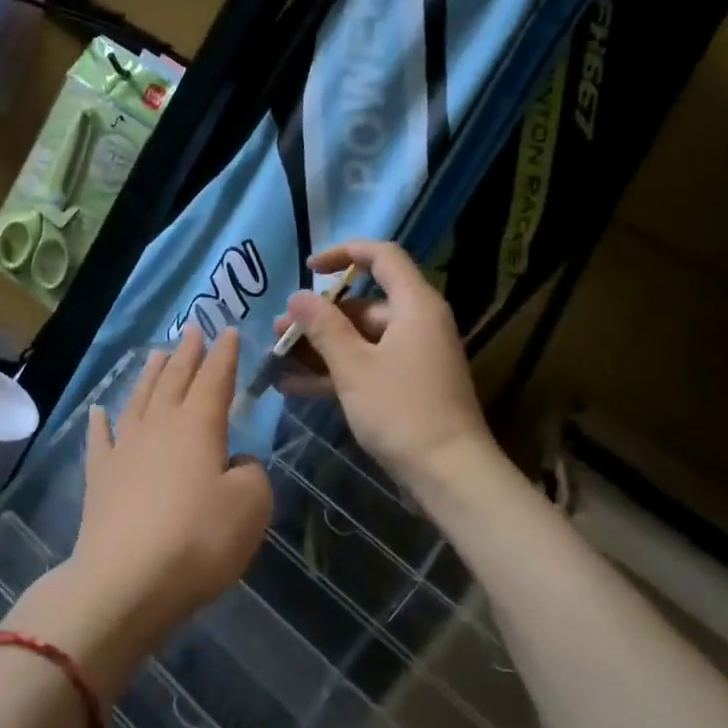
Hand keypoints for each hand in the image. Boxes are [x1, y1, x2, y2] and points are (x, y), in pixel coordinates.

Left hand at [10, 329, 271, 696]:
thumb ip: (252, 475)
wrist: (126, 581)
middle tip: (193, 331)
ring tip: (158, 355)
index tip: (227, 330)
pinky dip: (100, 422)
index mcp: (198, 427)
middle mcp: (159, 427)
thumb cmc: (198, 541)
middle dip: (187, 355)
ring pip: (139, 400)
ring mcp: (124, 449)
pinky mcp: (99, 477)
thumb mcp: (250, 507)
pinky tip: (98, 410)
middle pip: (175, 381)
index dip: (224, 355)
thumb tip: (236, 463)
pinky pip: (100, 439)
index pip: (215, 380)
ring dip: (150, 376)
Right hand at [279, 239, 497, 494]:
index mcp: (414, 306)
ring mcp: (412, 357)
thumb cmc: (402, 411)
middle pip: (363, 304)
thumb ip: (323, 327)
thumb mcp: (354, 366)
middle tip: (280, 331)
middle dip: (318, 315)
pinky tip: (294, 387)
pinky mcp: (407, 386)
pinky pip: (366, 365)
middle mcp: (417, 323)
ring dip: (320, 346)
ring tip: (278, 358)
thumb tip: (297, 296)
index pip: (382, 257)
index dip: (343, 253)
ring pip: (360, 338)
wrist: (449, 475)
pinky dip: (335, 372)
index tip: (308, 269)